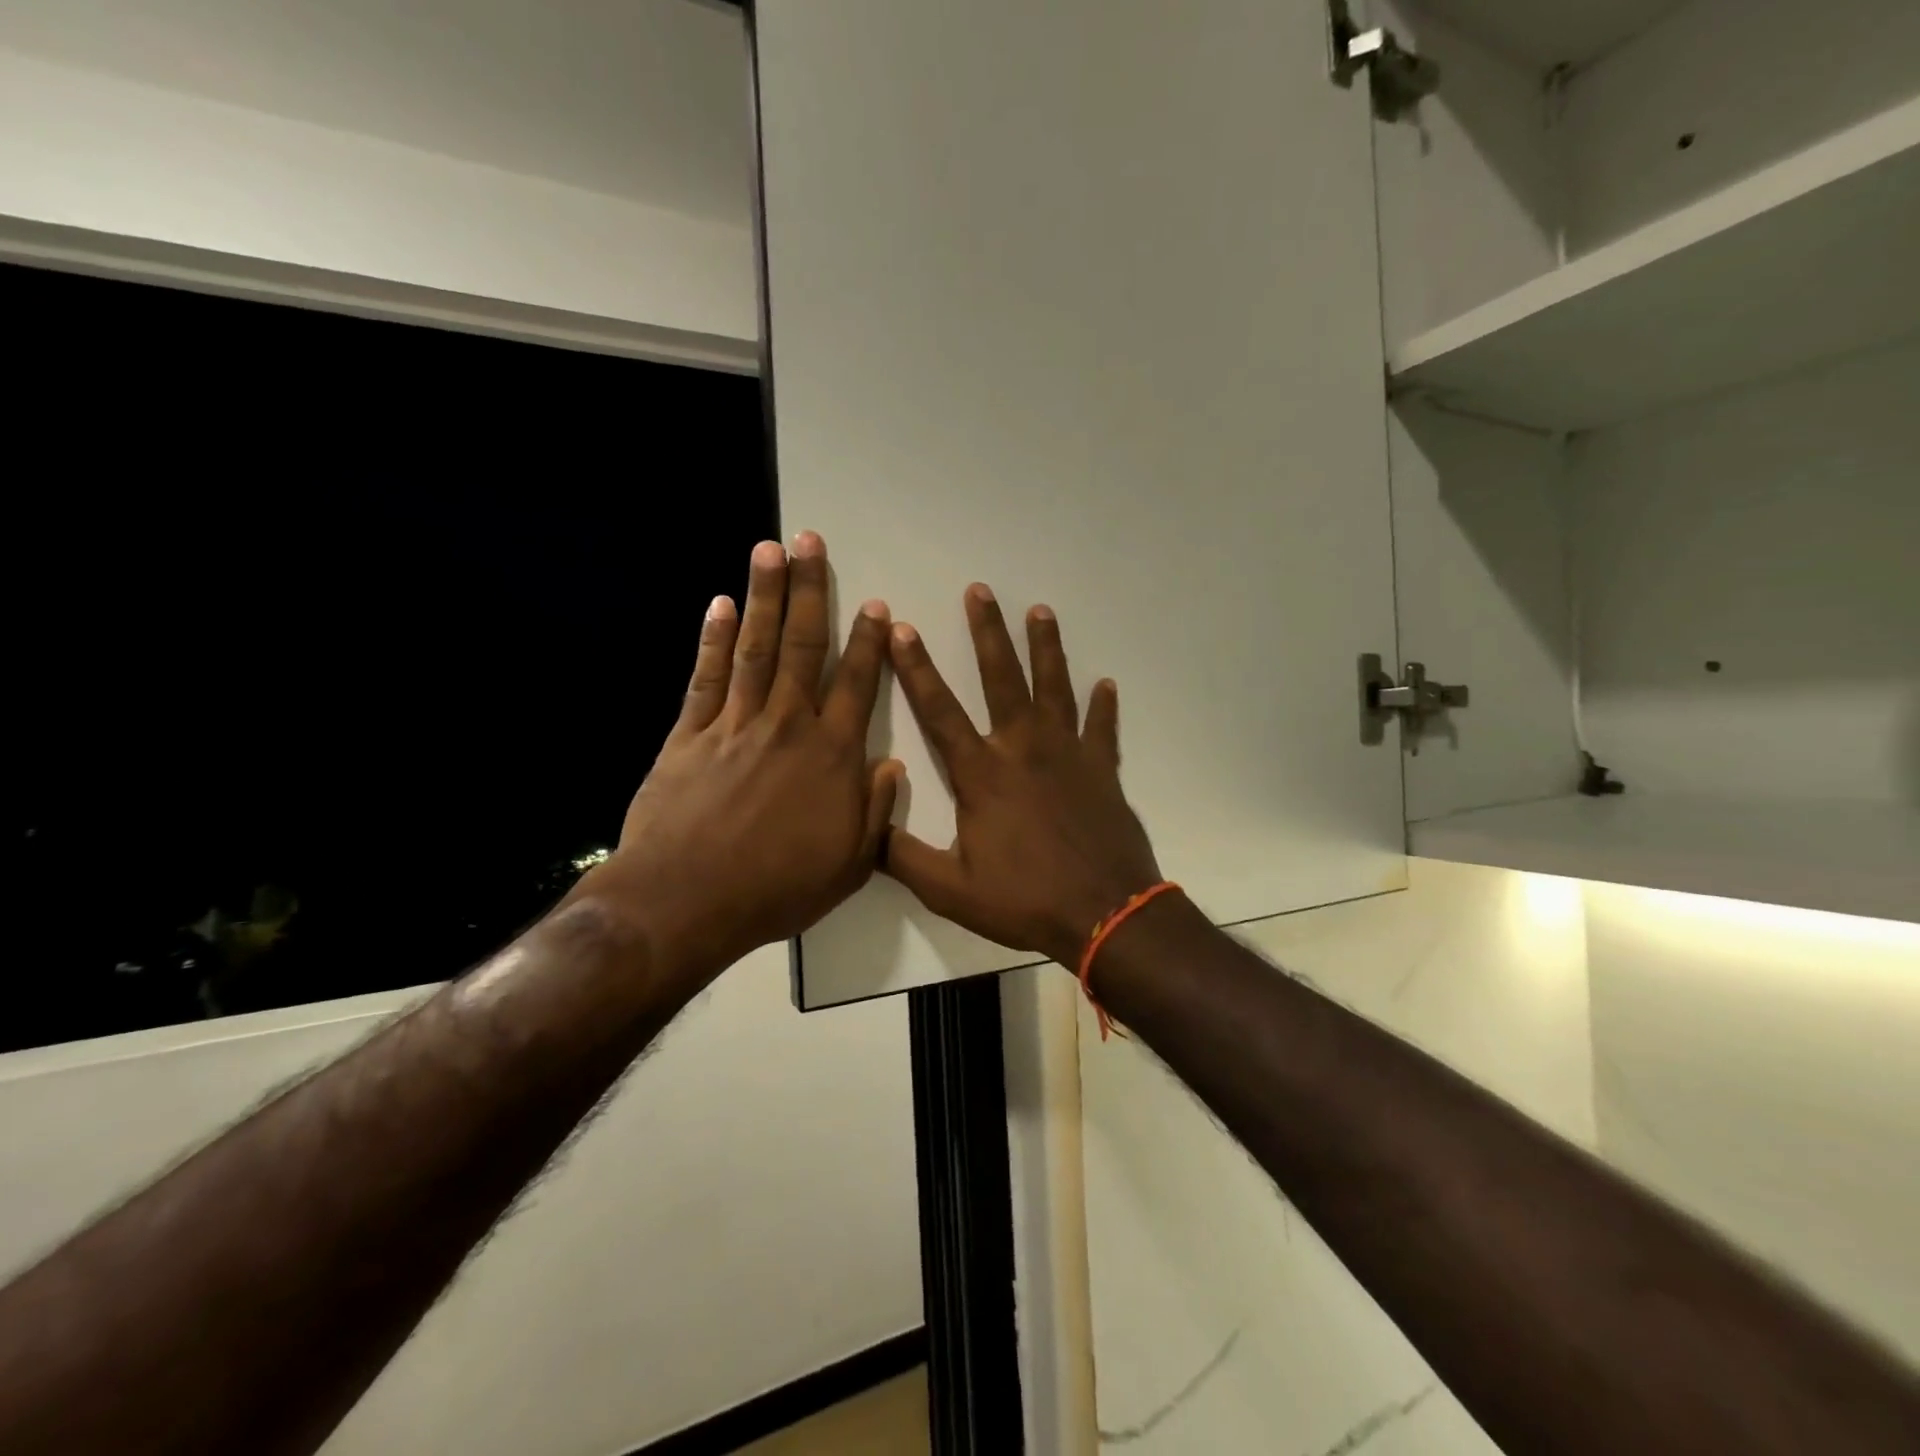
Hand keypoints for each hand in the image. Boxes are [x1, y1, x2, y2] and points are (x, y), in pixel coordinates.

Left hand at [573, 533, 901, 979]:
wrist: (688, 901)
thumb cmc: (778, 887)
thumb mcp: (849, 864)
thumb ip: (875, 811)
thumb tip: (893, 766)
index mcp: (831, 756)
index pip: (856, 685)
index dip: (869, 643)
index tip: (876, 606)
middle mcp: (787, 725)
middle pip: (804, 647)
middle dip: (810, 590)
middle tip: (811, 542)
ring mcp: (735, 724)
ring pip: (757, 648)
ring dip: (765, 596)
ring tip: (768, 549)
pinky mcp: (690, 735)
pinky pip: (706, 677)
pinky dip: (714, 639)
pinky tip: (720, 605)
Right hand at [883, 585, 1161, 968]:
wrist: (1105, 914)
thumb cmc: (1024, 900)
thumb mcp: (950, 889)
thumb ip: (903, 857)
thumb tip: (865, 828)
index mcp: (982, 774)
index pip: (940, 711)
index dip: (916, 669)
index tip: (903, 629)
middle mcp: (1023, 749)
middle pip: (1002, 678)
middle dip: (987, 632)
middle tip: (980, 591)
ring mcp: (1068, 754)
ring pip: (1055, 688)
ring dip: (1047, 648)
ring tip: (1041, 611)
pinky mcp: (1103, 770)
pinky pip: (1103, 729)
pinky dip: (1104, 706)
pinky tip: (1106, 684)